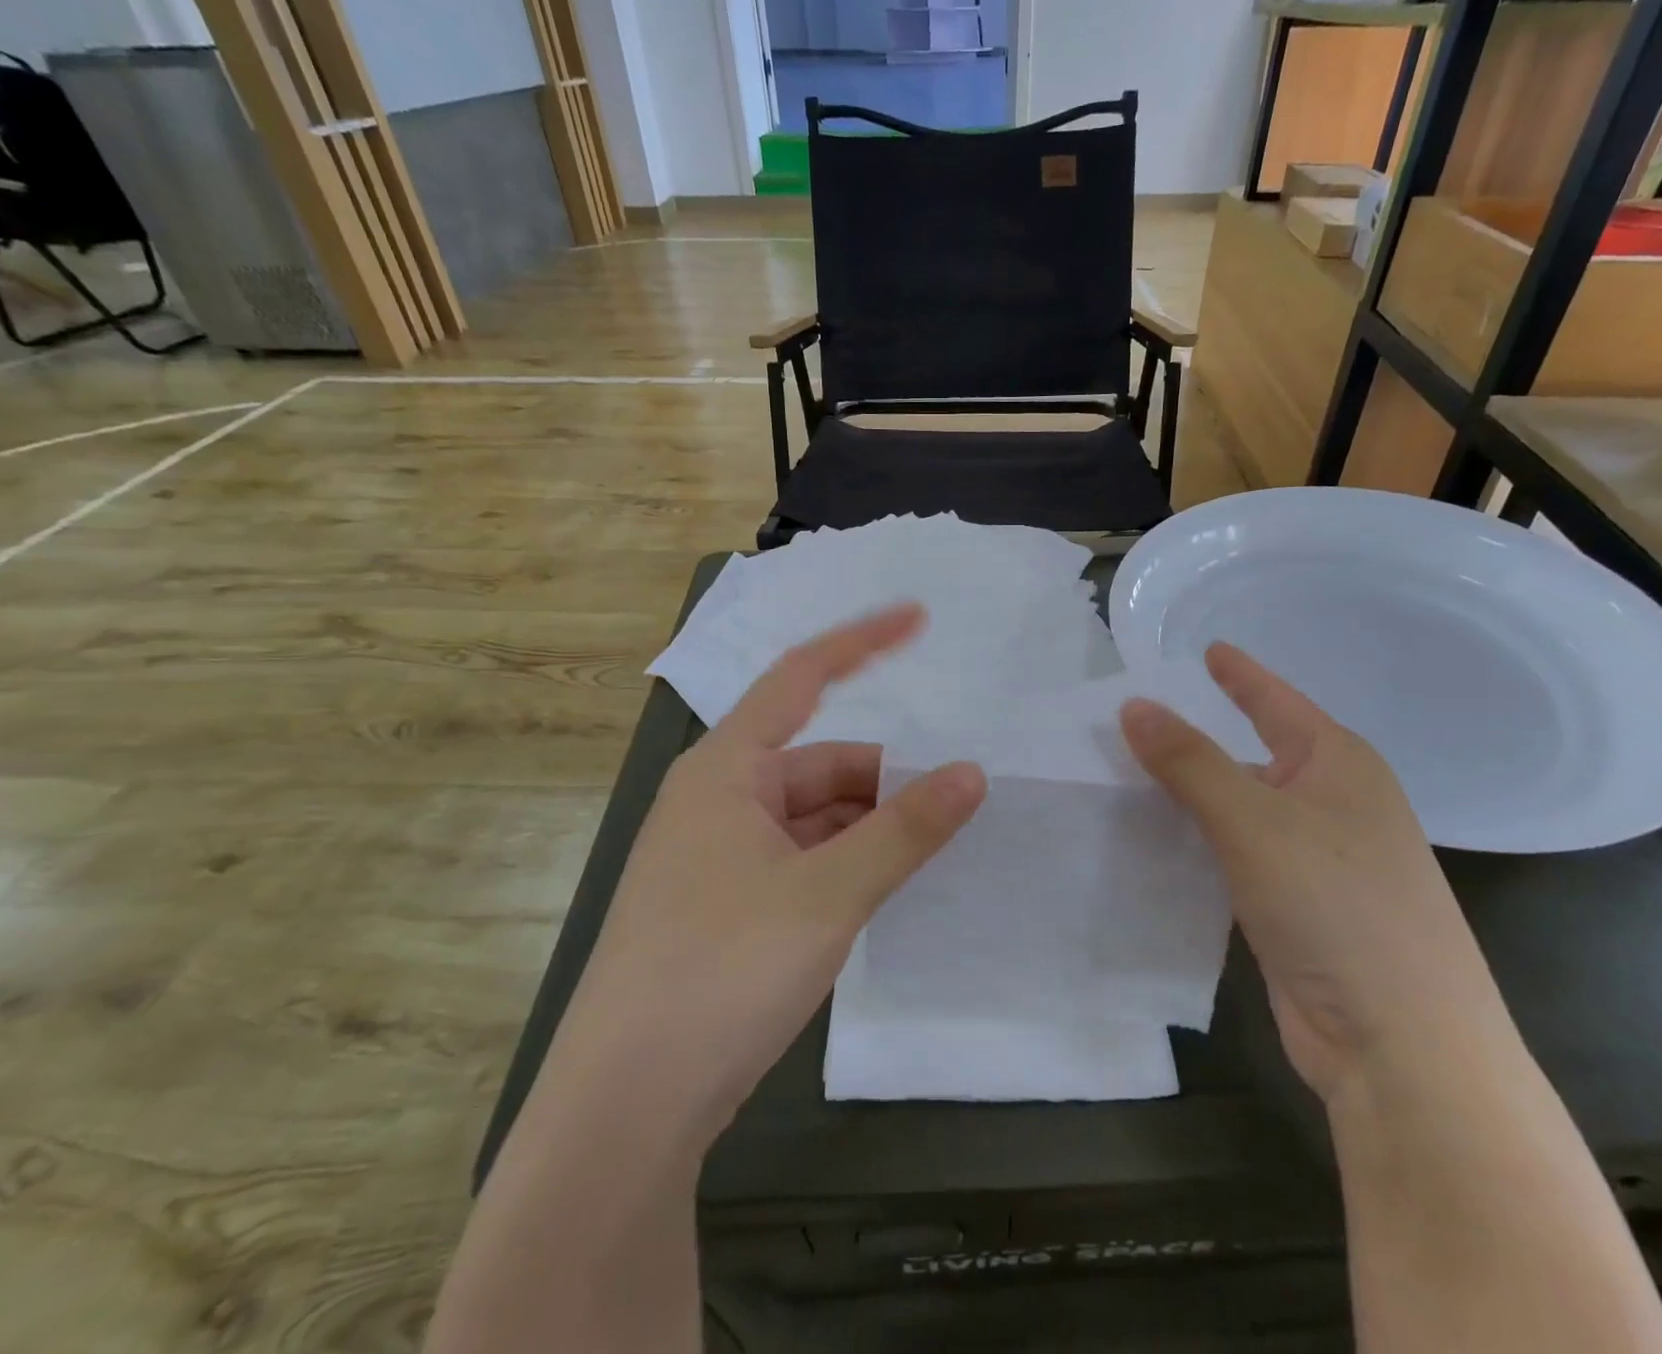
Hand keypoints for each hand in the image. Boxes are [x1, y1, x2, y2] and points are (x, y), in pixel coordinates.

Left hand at [565, 604, 985, 1136]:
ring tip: (929, 849)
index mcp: (725, 770)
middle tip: (952, 800)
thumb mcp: (828, 894)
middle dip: (882, 779)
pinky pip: (798, 860)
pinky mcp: (722, 909)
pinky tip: (881, 890)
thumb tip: (971, 774)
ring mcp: (716, 857)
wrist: (623, 1112)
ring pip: (811, 818)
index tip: (918, 617)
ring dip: (867, 828)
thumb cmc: (720, 972)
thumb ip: (904, 830)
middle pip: (817, 764)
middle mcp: (716, 800)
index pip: (800, 677)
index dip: (862, 641)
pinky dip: (843, 864)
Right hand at [1121, 643, 1511, 1102]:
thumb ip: (1189, 761)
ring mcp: (1318, 860)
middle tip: (1131, 719)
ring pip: (1240, 808)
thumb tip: (1133, 705)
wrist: (1402, 1048)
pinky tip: (1156, 840)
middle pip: (1253, 754)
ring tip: (1126, 774)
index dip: (1240, 674)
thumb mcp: (1253, 821)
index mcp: (1339, 765)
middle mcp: (1333, 804)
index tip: (1207, 649)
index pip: (1277, 701)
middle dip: (1197, 738)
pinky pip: (1236, 855)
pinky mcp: (1297, 908)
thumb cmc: (1337, 907)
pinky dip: (1198, 842)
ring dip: (1191, 795)